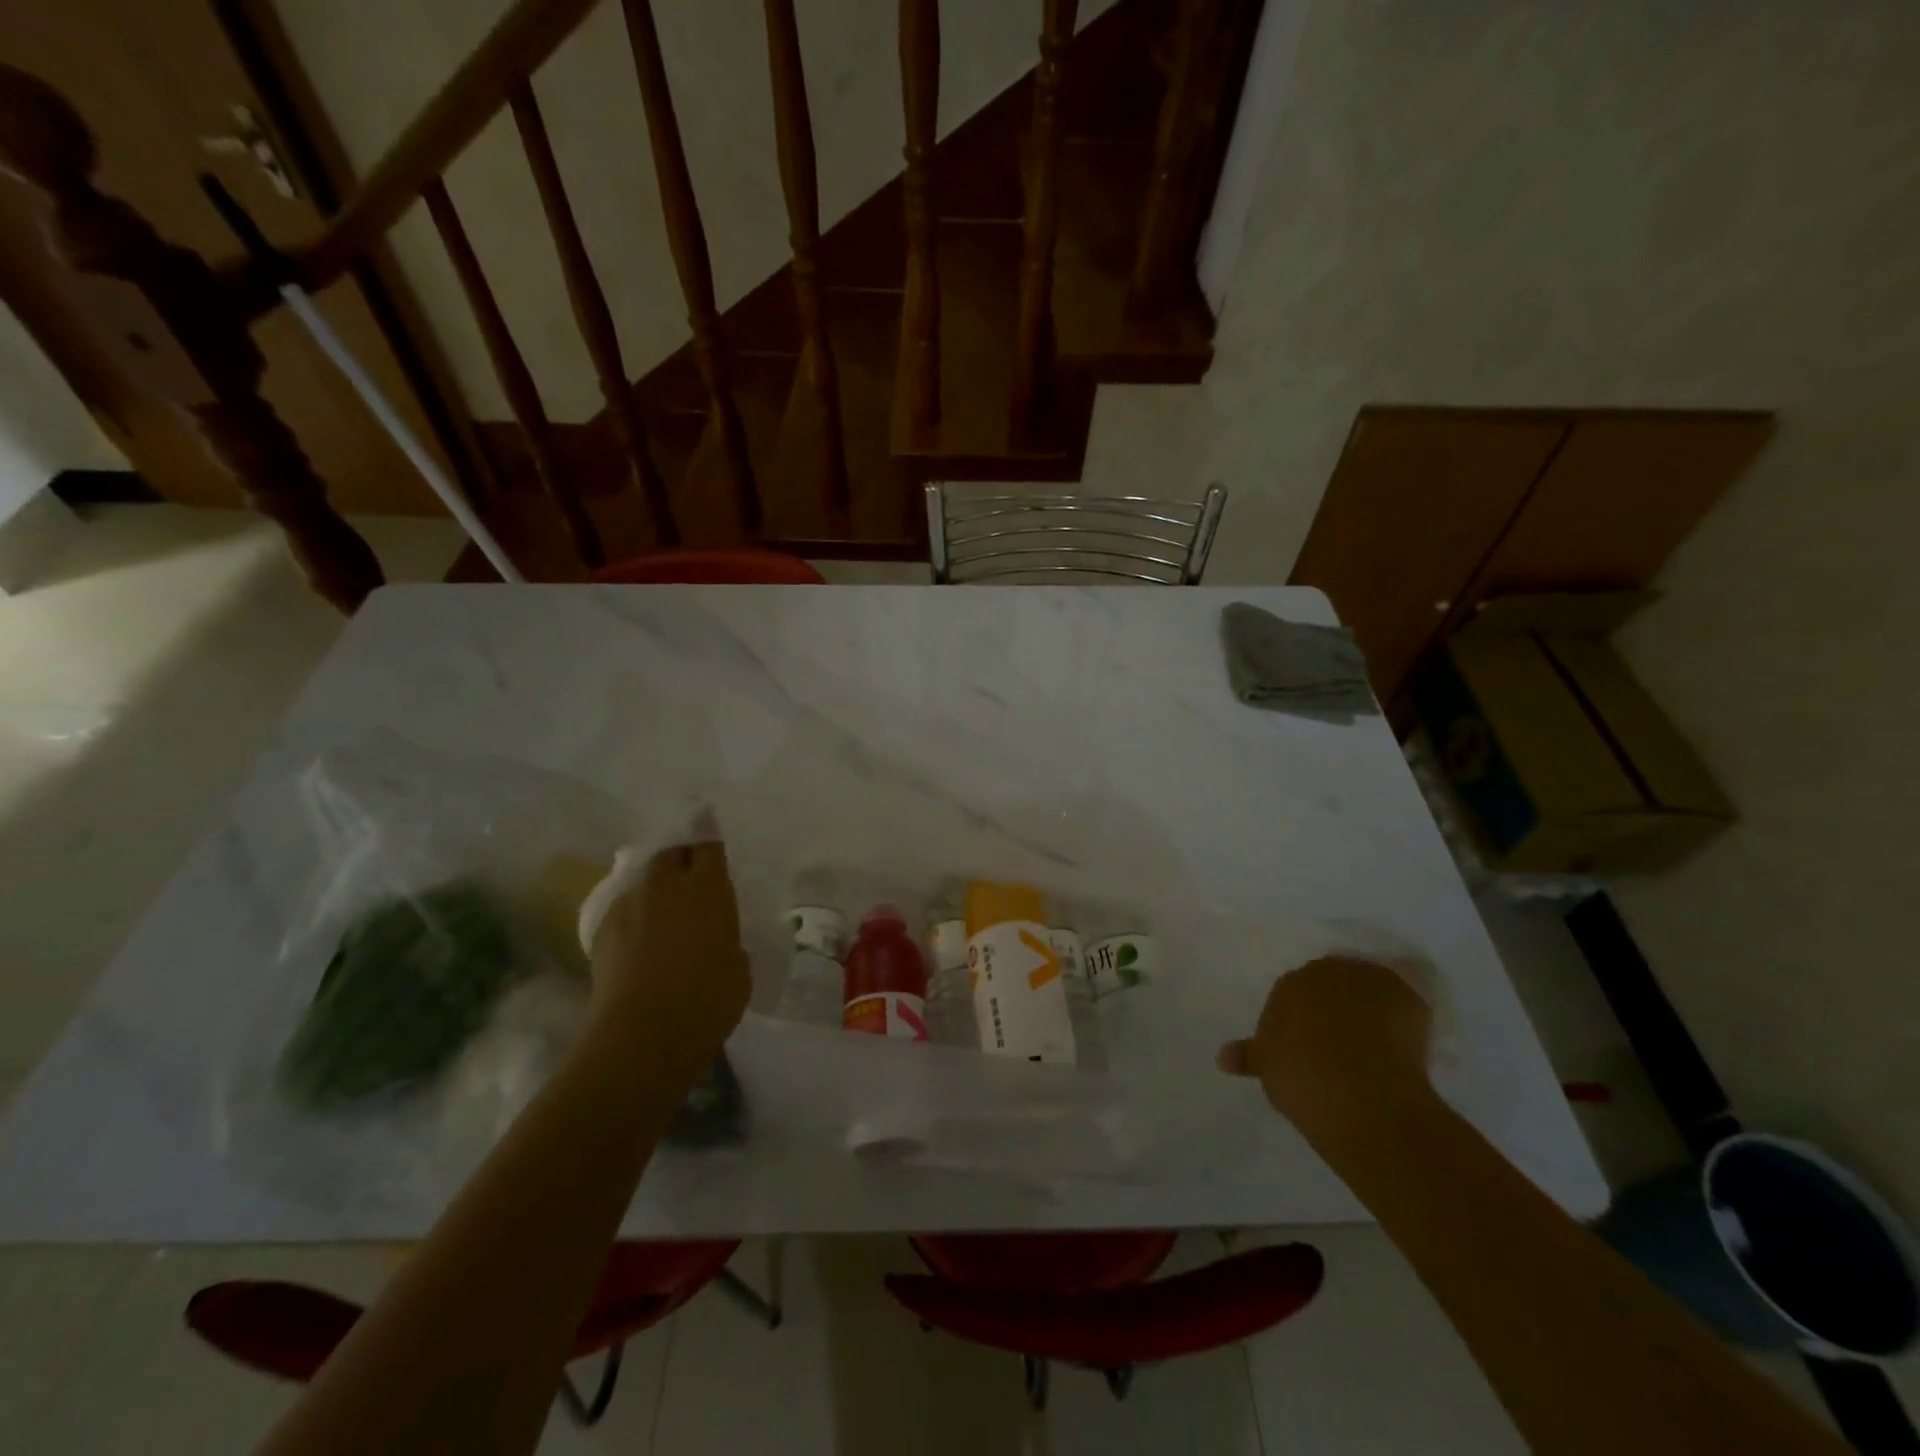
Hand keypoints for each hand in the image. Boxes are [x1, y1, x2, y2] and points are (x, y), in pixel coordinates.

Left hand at [585, 840, 750, 1077]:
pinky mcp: (602, 927)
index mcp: (709, 889)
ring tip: (657, 902)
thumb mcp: (738, 967)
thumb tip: (717, 941)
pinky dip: (631, 911)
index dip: (707, 837)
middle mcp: (667, 885)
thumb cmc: (709, 999)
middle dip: (677, 854)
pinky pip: (621, 906)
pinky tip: (635, 934)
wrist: (645, 1031)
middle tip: (684, 870)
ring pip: (641, 876)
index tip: (707, 833)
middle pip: (669, 852)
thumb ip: (728, 941)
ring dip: (652, 882)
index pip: (707, 845)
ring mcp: (630, 904)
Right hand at [1218, 956, 1433, 1129]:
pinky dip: (1403, 1019)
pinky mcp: (1408, 998)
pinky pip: (1403, 1003)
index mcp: (1288, 983)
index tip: (1307, 1044)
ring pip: (1367, 989)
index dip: (1301, 1017)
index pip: (1294, 992)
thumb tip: (1223, 1057)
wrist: (1359, 1094)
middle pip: (1332, 982)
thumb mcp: (1267, 1067)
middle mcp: (1326, 971)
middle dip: (1335, 1004)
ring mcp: (1369, 982)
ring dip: (1369, 1007)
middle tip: (1339, 1042)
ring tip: (1375, 1045)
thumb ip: (1248, 1056)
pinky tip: (1402, 1047)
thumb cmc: (1300, 1076)